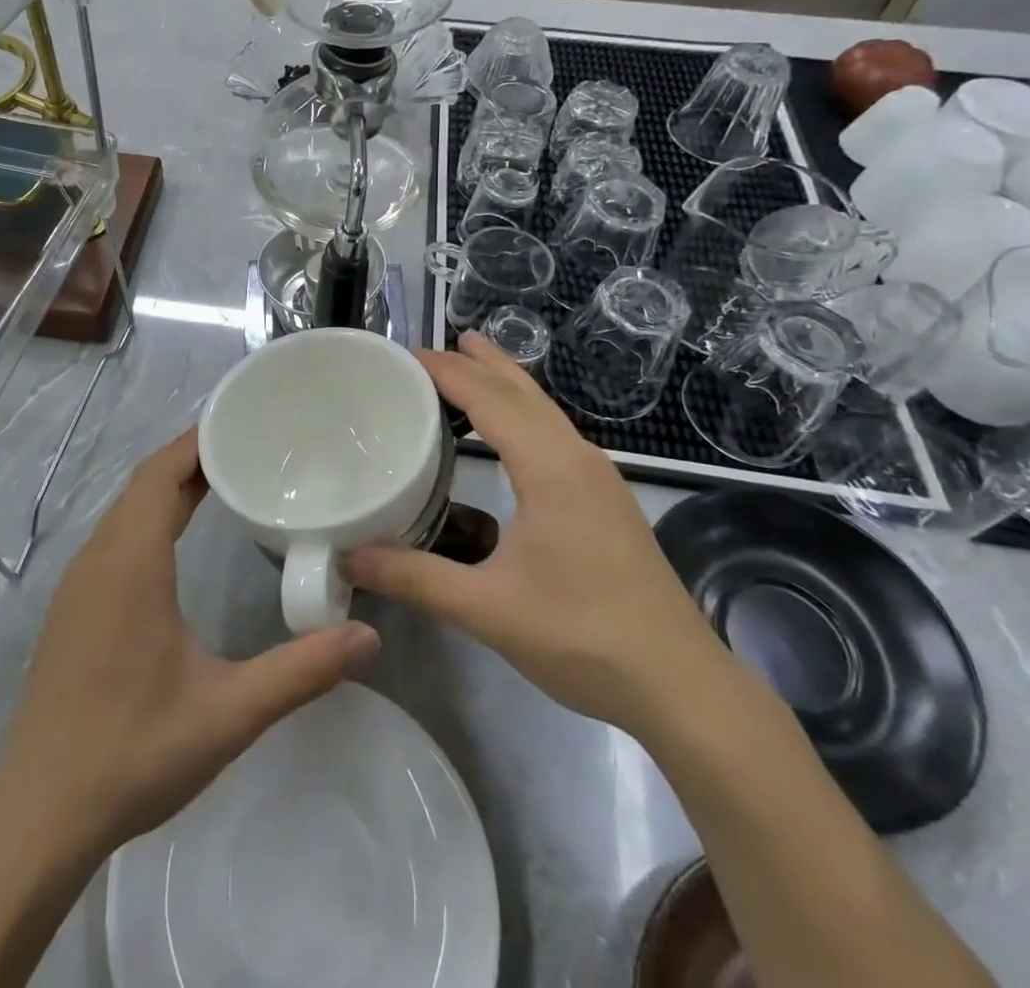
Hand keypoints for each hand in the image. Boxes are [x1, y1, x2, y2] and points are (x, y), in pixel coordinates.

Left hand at [0, 430, 380, 856]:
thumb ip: (300, 672)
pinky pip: (114, 536)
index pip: (160, 474)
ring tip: (223, 481)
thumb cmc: (133, 753)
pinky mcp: (72, 607)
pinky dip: (148, 516)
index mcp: (131, 563)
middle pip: (144, 483)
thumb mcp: (227, 713)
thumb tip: (369, 636)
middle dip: (192, 458)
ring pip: (126, 509)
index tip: (241, 422)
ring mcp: (79, 583)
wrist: (39, 813)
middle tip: (249, 448)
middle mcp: (99, 559)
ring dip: (168, 486)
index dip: (197, 441)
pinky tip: (177, 540)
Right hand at [344, 333, 720, 733]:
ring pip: (546, 411)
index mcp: (550, 468)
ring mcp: (599, 479)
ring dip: (506, 384)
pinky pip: (556, 434)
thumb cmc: (583, 636)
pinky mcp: (607, 501)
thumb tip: (347, 558)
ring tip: (472, 366)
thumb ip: (413, 578)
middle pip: (523, 392)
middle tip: (437, 345)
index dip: (448, 372)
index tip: (407, 354)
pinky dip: (524, 413)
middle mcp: (578, 459)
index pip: (490, 399)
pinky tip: (513, 435)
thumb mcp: (487, 608)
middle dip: (480, 362)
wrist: (682, 685)